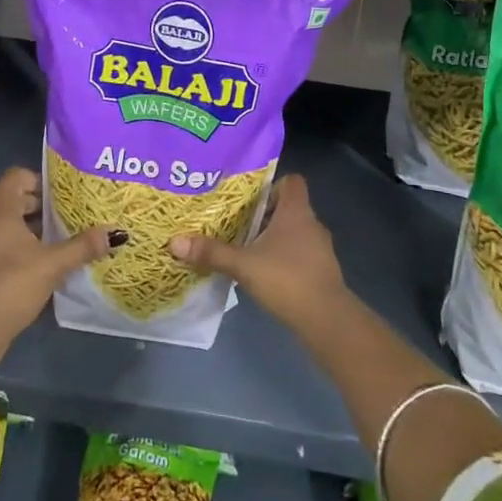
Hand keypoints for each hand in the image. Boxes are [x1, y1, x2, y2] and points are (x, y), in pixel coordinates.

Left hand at [0, 166, 113, 351]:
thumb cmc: (13, 285)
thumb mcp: (53, 264)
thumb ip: (83, 247)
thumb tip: (115, 233)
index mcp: (0, 213)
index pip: (15, 177)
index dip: (39, 179)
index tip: (61, 195)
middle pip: (14, 201)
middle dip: (42, 207)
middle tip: (69, 217)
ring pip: (8, 226)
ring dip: (32, 230)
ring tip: (60, 242)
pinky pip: (0, 246)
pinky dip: (20, 249)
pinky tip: (41, 267)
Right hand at [168, 175, 347, 329]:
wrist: (327, 319)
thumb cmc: (286, 279)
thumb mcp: (243, 265)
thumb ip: (211, 252)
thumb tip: (174, 241)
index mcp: (296, 211)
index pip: (292, 181)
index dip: (272, 185)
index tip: (250, 199)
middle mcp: (312, 224)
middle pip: (288, 207)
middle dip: (264, 215)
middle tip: (237, 223)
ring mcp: (320, 249)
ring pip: (294, 232)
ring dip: (273, 238)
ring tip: (246, 249)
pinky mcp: (322, 271)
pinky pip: (300, 254)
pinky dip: (283, 258)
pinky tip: (264, 274)